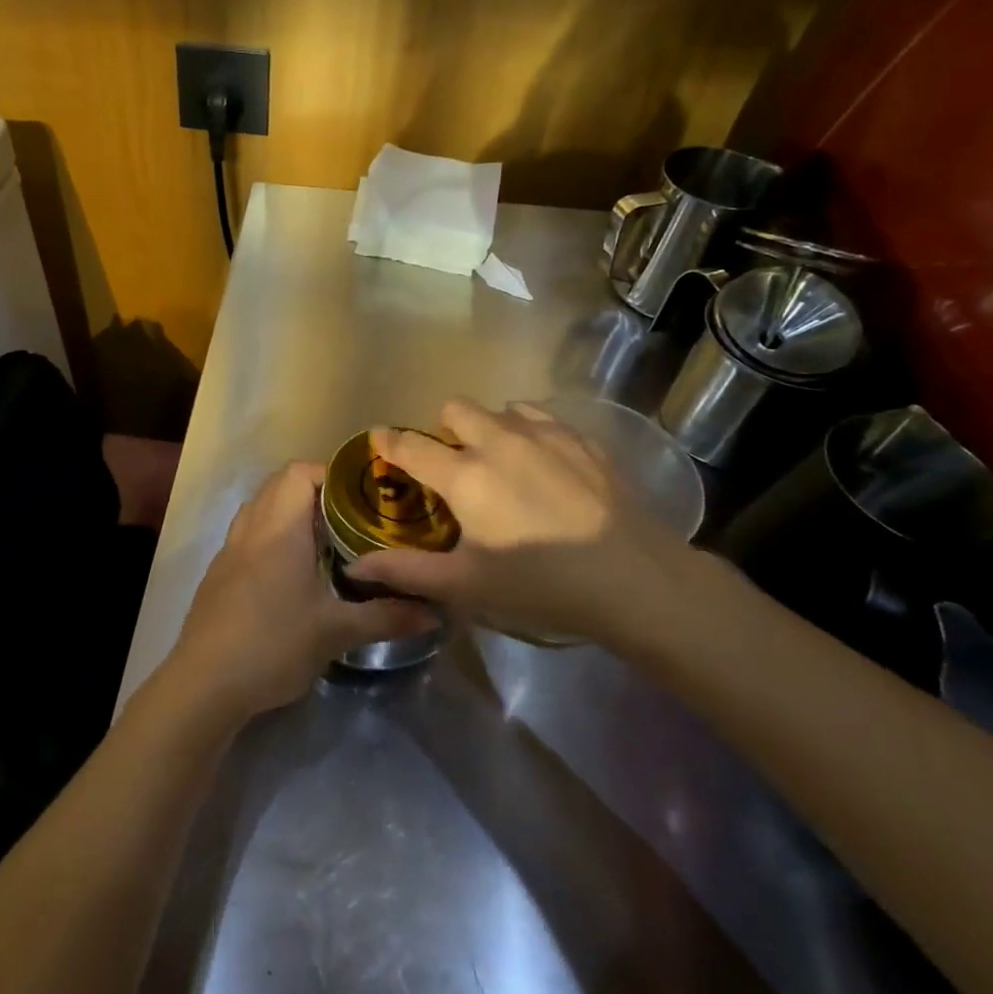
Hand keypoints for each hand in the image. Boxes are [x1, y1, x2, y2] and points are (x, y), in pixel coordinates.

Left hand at [162, 462, 437, 720]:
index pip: (300, 472)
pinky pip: (247, 533)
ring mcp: (230, 549)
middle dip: (315, 490)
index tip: (362, 495)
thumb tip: (434, 612)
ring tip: (324, 538)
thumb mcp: (335, 632)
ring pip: (260, 507)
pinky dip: (270, 534)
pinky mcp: (219, 572)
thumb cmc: (273, 645)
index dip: (331, 474)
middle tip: (350, 516)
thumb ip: (385, 617)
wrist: (204, 683)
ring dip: (289, 511)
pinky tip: (291, 571)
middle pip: (279, 484)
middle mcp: (252, 528)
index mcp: (279, 528)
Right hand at [351, 399, 686, 644]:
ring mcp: (545, 434)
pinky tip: (542, 464)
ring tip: (501, 463)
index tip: (380, 440)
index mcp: (465, 475)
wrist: (637, 579)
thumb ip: (408, 572)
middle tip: (454, 466)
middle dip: (444, 429)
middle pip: (455, 408)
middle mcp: (498, 441)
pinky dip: (528, 430)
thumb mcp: (468, 585)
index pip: (411, 446)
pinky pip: (541, 416)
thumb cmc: (541, 585)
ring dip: (488, 427)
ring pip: (500, 408)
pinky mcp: (582, 439)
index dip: (388, 441)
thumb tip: (355, 568)